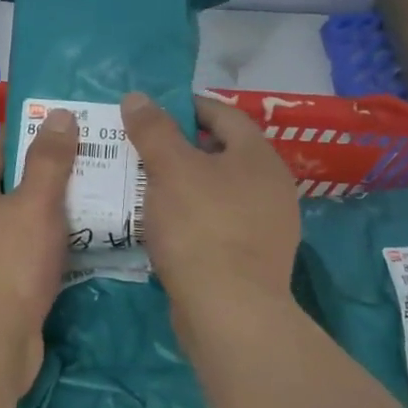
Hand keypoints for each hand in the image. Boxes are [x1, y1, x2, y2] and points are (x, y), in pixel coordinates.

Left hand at [0, 110, 77, 397]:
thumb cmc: (10, 265)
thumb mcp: (34, 204)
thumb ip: (48, 161)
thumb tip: (57, 115)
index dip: (23, 128)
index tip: (56, 115)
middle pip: (9, 182)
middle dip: (44, 167)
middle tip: (87, 154)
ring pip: (20, 218)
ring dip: (50, 205)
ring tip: (92, 193)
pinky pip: (27, 249)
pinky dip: (50, 239)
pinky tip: (79, 242)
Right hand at [121, 92, 300, 324]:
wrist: (229, 310)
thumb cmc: (201, 227)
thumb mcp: (170, 169)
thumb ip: (153, 129)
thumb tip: (137, 97)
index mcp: (258, 156)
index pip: (223, 114)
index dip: (185, 106)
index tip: (151, 109)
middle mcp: (271, 185)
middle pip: (220, 152)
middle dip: (180, 146)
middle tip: (140, 146)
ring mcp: (266, 224)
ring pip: (217, 189)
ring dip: (183, 182)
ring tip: (144, 183)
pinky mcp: (252, 257)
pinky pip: (216, 221)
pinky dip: (190, 214)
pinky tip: (163, 223)